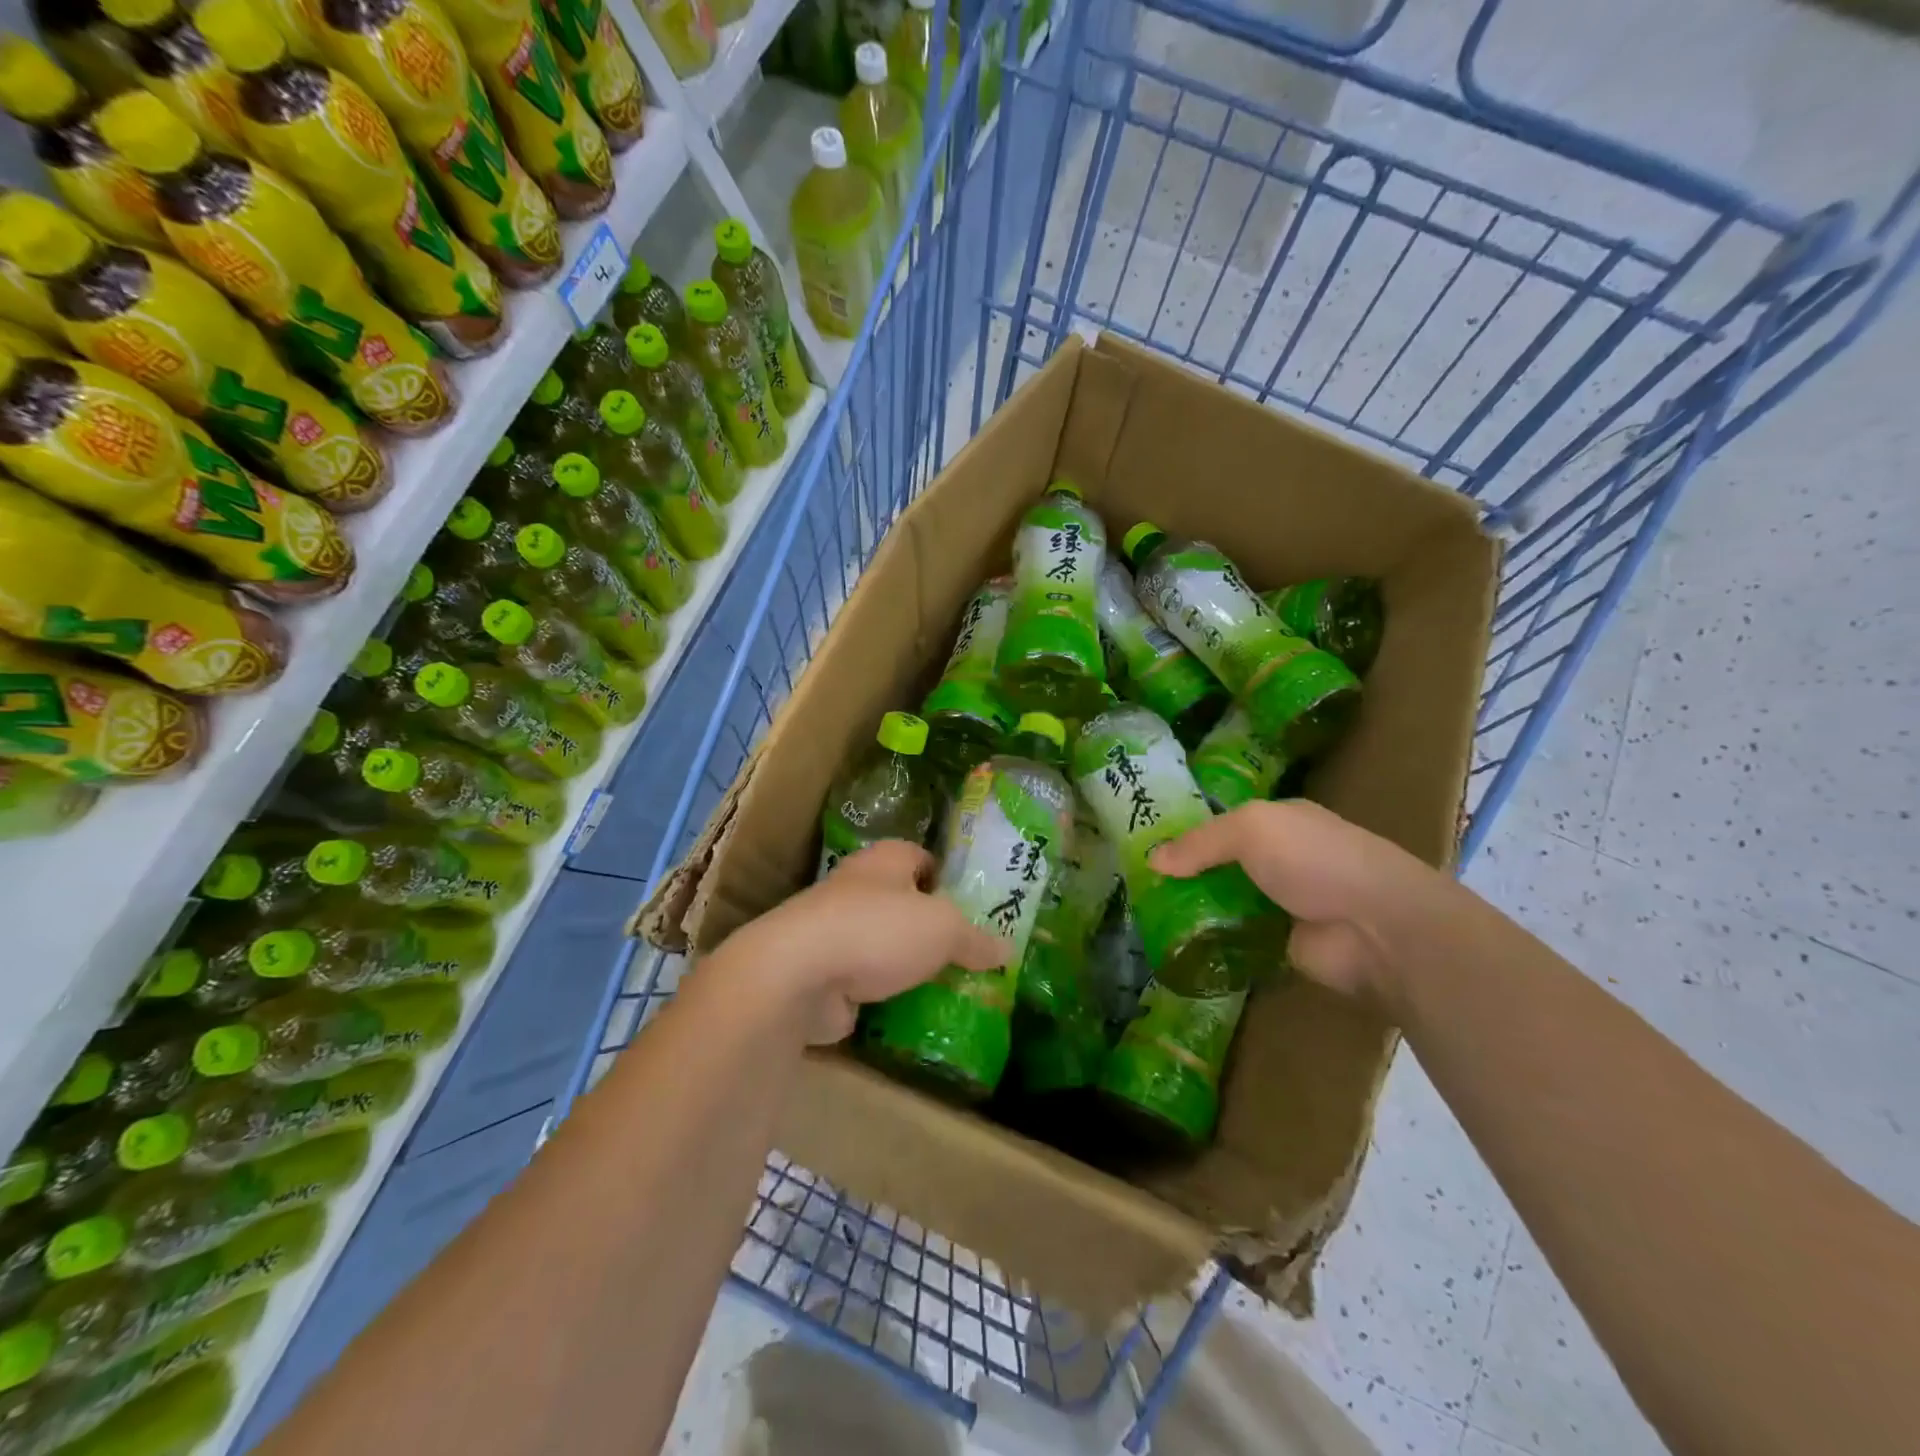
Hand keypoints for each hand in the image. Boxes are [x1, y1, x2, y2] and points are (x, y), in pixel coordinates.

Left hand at [722, 840, 1010, 1044]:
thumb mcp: (943, 929)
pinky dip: (884, 996)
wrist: (798, 974)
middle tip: (968, 956)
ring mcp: (836, 932)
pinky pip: (865, 982)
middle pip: (903, 904)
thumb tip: (1007, 950)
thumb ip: (976, 939)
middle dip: (931, 928)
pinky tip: (912, 1014)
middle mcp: (857, 888)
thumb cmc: (878, 929)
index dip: (947, 879)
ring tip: (948, 989)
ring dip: (907, 965)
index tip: (972, 909)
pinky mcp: (824, 973)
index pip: (922, 858)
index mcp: (885, 861)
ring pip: (883, 945)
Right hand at [1149, 799, 1442, 998]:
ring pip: (1228, 900)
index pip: (1224, 822)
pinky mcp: (1284, 943)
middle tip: (1138, 885)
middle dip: (1186, 872)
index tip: (1145, 844)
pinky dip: (1213, 939)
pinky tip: (1177, 943)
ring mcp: (1285, 903)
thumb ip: (1200, 842)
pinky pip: (1238, 936)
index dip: (1187, 831)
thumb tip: (1153, 859)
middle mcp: (1283, 858)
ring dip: (1196, 908)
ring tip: (1146, 916)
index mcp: (1281, 821)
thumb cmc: (1315, 860)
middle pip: (1223, 863)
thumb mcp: (1251, 829)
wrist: (1378, 929)